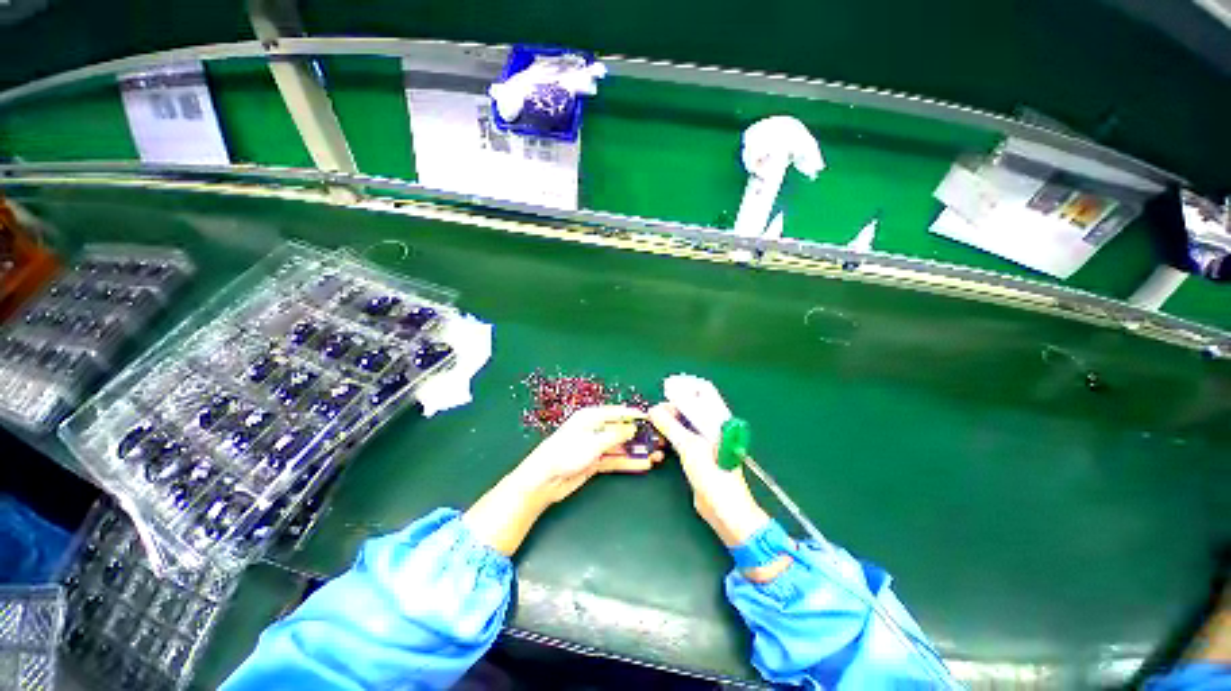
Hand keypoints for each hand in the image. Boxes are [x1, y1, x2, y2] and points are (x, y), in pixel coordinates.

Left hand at [464, 406, 662, 555]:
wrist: (544, 480)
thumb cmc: (566, 453)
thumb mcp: (593, 442)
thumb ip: (615, 435)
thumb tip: (632, 428)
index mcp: (591, 417)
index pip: (618, 412)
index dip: (635, 415)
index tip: (653, 418)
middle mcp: (594, 429)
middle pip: (621, 430)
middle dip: (640, 435)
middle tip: (659, 440)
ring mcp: (595, 446)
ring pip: (621, 446)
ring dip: (637, 450)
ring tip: (657, 455)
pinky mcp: (594, 462)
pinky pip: (615, 459)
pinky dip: (628, 461)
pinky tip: (643, 464)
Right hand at [648, 402, 770, 547]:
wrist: (724, 509)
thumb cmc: (713, 475)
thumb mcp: (689, 446)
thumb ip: (670, 426)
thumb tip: (653, 410)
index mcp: (717, 419)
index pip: (701, 392)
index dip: (683, 388)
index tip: (663, 392)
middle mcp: (711, 425)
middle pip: (690, 406)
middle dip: (671, 406)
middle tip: (654, 413)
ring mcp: (704, 440)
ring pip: (684, 422)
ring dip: (669, 421)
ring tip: (654, 424)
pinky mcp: (697, 454)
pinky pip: (681, 437)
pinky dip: (670, 435)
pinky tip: (660, 439)